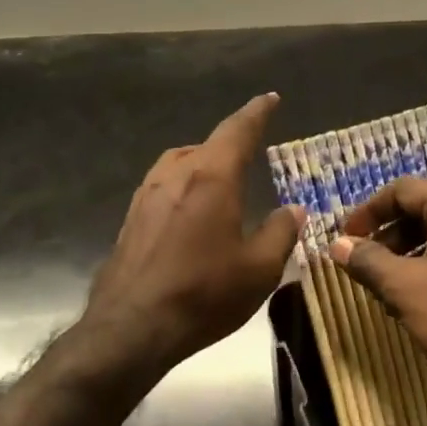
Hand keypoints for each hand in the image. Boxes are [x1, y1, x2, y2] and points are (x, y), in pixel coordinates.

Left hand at [85, 93, 302, 367]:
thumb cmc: (203, 294)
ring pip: (181, 162)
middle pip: (208, 144)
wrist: (131, 327)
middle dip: (232, 142)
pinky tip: (190, 210)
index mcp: (212, 177)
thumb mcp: (258, 269)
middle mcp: (176, 174)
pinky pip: (164, 184)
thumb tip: (294, 210)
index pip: (238, 130)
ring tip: (222, 178)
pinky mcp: (131, 217)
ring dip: (204, 161)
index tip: (270, 98)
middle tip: (252, 150)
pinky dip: (184, 184)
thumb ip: (281, 232)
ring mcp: (147, 194)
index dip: (257, 112)